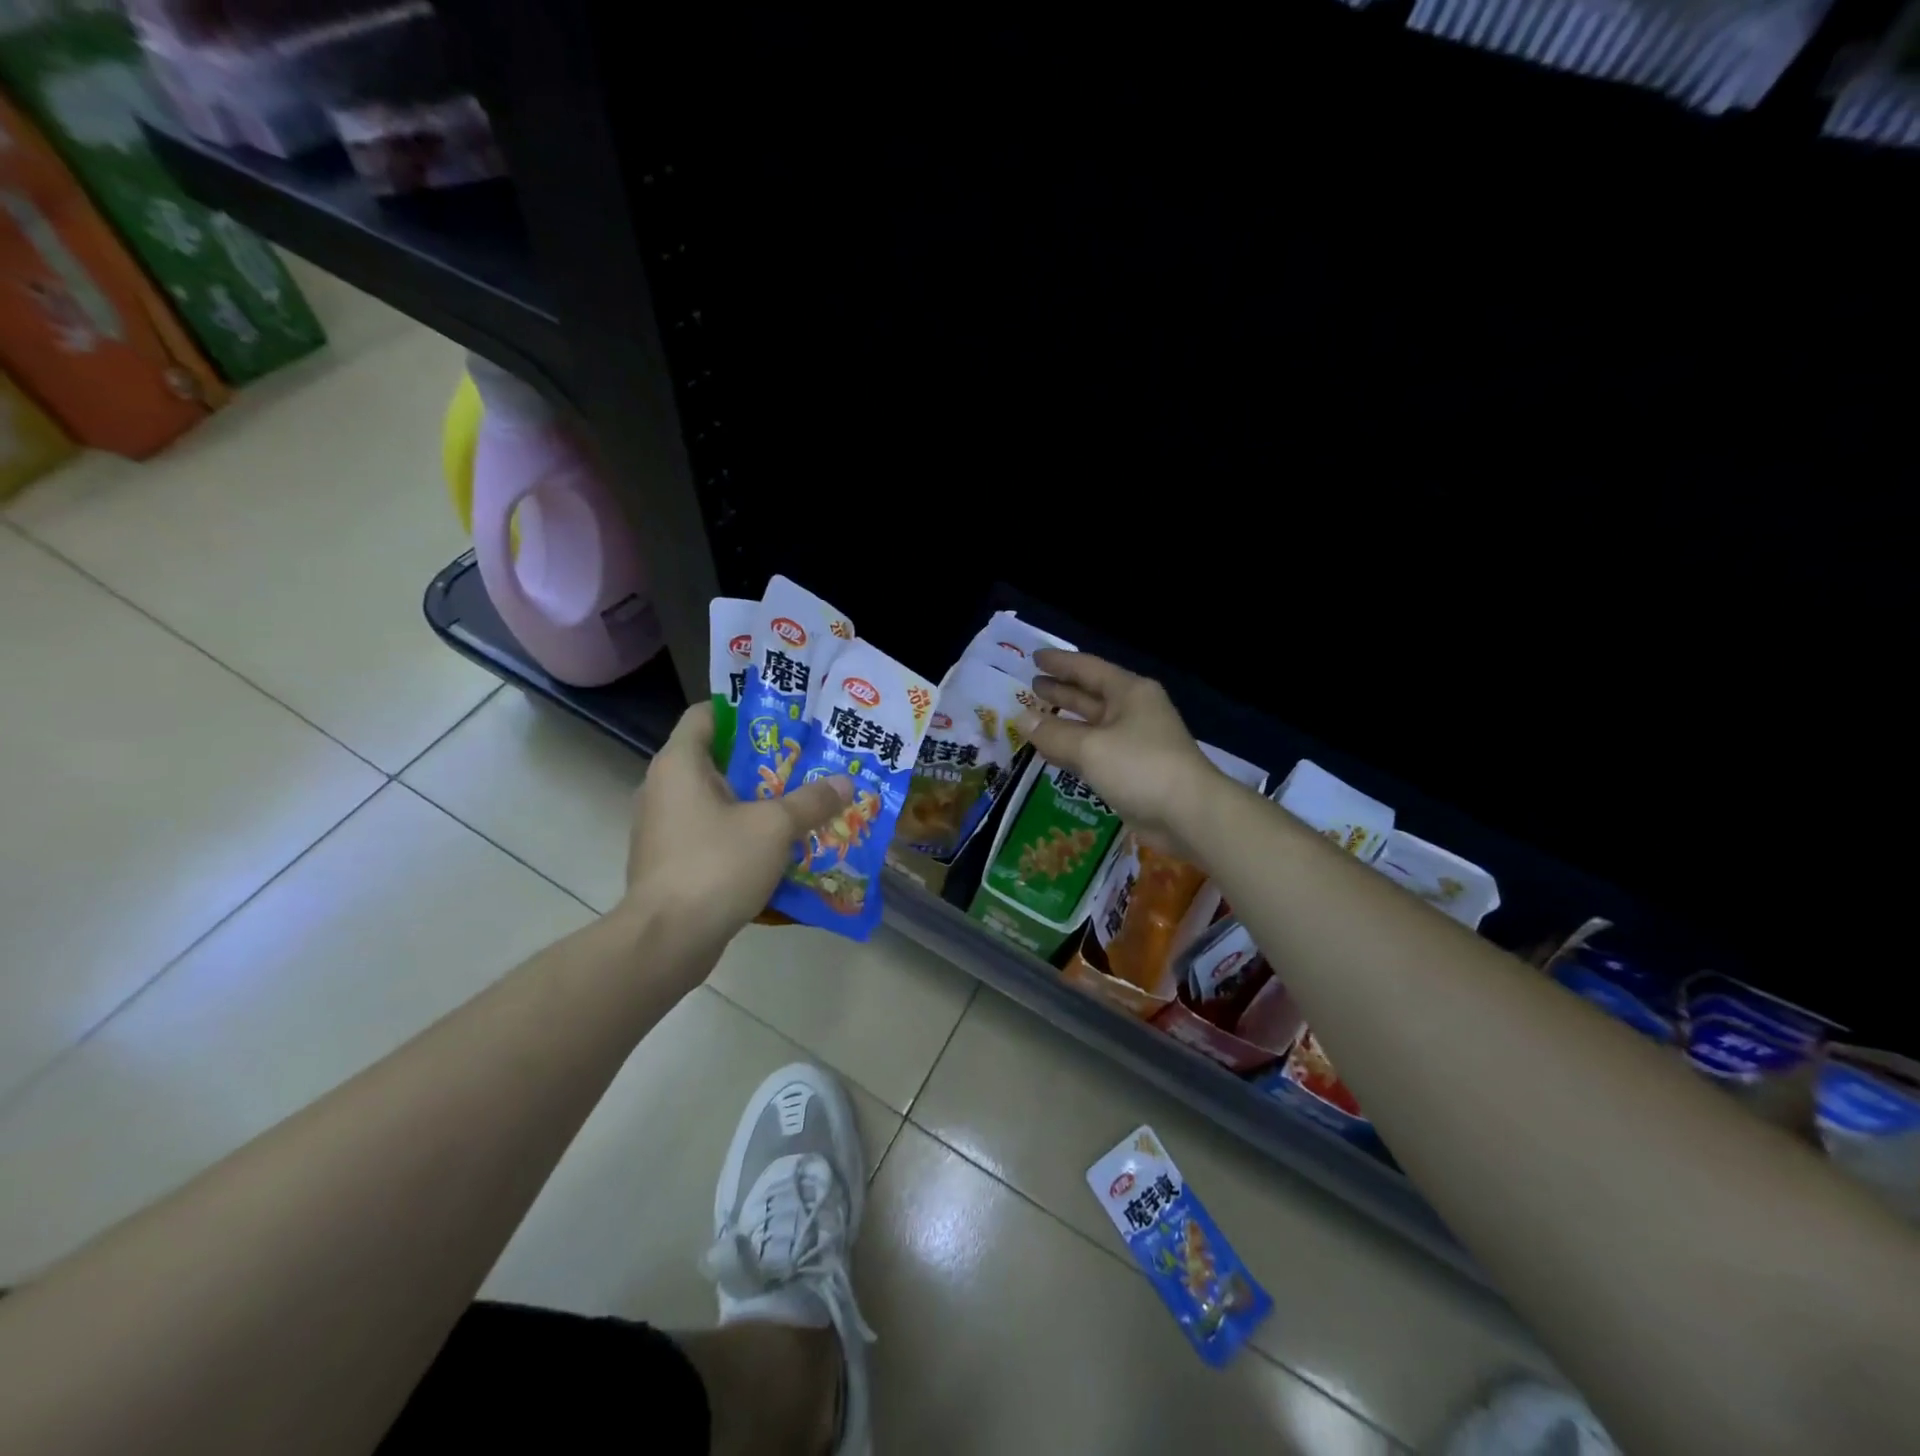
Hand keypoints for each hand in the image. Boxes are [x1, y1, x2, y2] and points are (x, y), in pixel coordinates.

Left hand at [621, 702, 852, 975]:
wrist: (667, 939)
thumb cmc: (716, 864)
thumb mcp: (774, 827)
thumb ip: (811, 801)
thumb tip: (845, 783)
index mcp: (679, 763)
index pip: (706, 714)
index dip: (743, 709)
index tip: (784, 719)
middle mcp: (663, 787)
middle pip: (715, 757)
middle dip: (761, 760)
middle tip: (805, 762)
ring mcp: (662, 827)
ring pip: (714, 799)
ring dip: (753, 800)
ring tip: (797, 802)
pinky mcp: (669, 861)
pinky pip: (709, 832)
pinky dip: (739, 832)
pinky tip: (775, 846)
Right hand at [1016, 649, 1221, 851]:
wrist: (1189, 814)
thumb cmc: (1140, 767)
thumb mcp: (1090, 747)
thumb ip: (1053, 733)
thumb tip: (1021, 719)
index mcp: (1129, 692)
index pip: (1088, 668)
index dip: (1059, 662)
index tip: (1034, 657)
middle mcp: (1133, 711)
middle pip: (1090, 695)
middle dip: (1061, 690)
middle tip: (1030, 686)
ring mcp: (1134, 742)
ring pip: (1091, 726)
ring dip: (1064, 722)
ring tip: (1033, 717)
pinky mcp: (1131, 771)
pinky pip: (1094, 752)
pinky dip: (1072, 749)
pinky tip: (1051, 753)